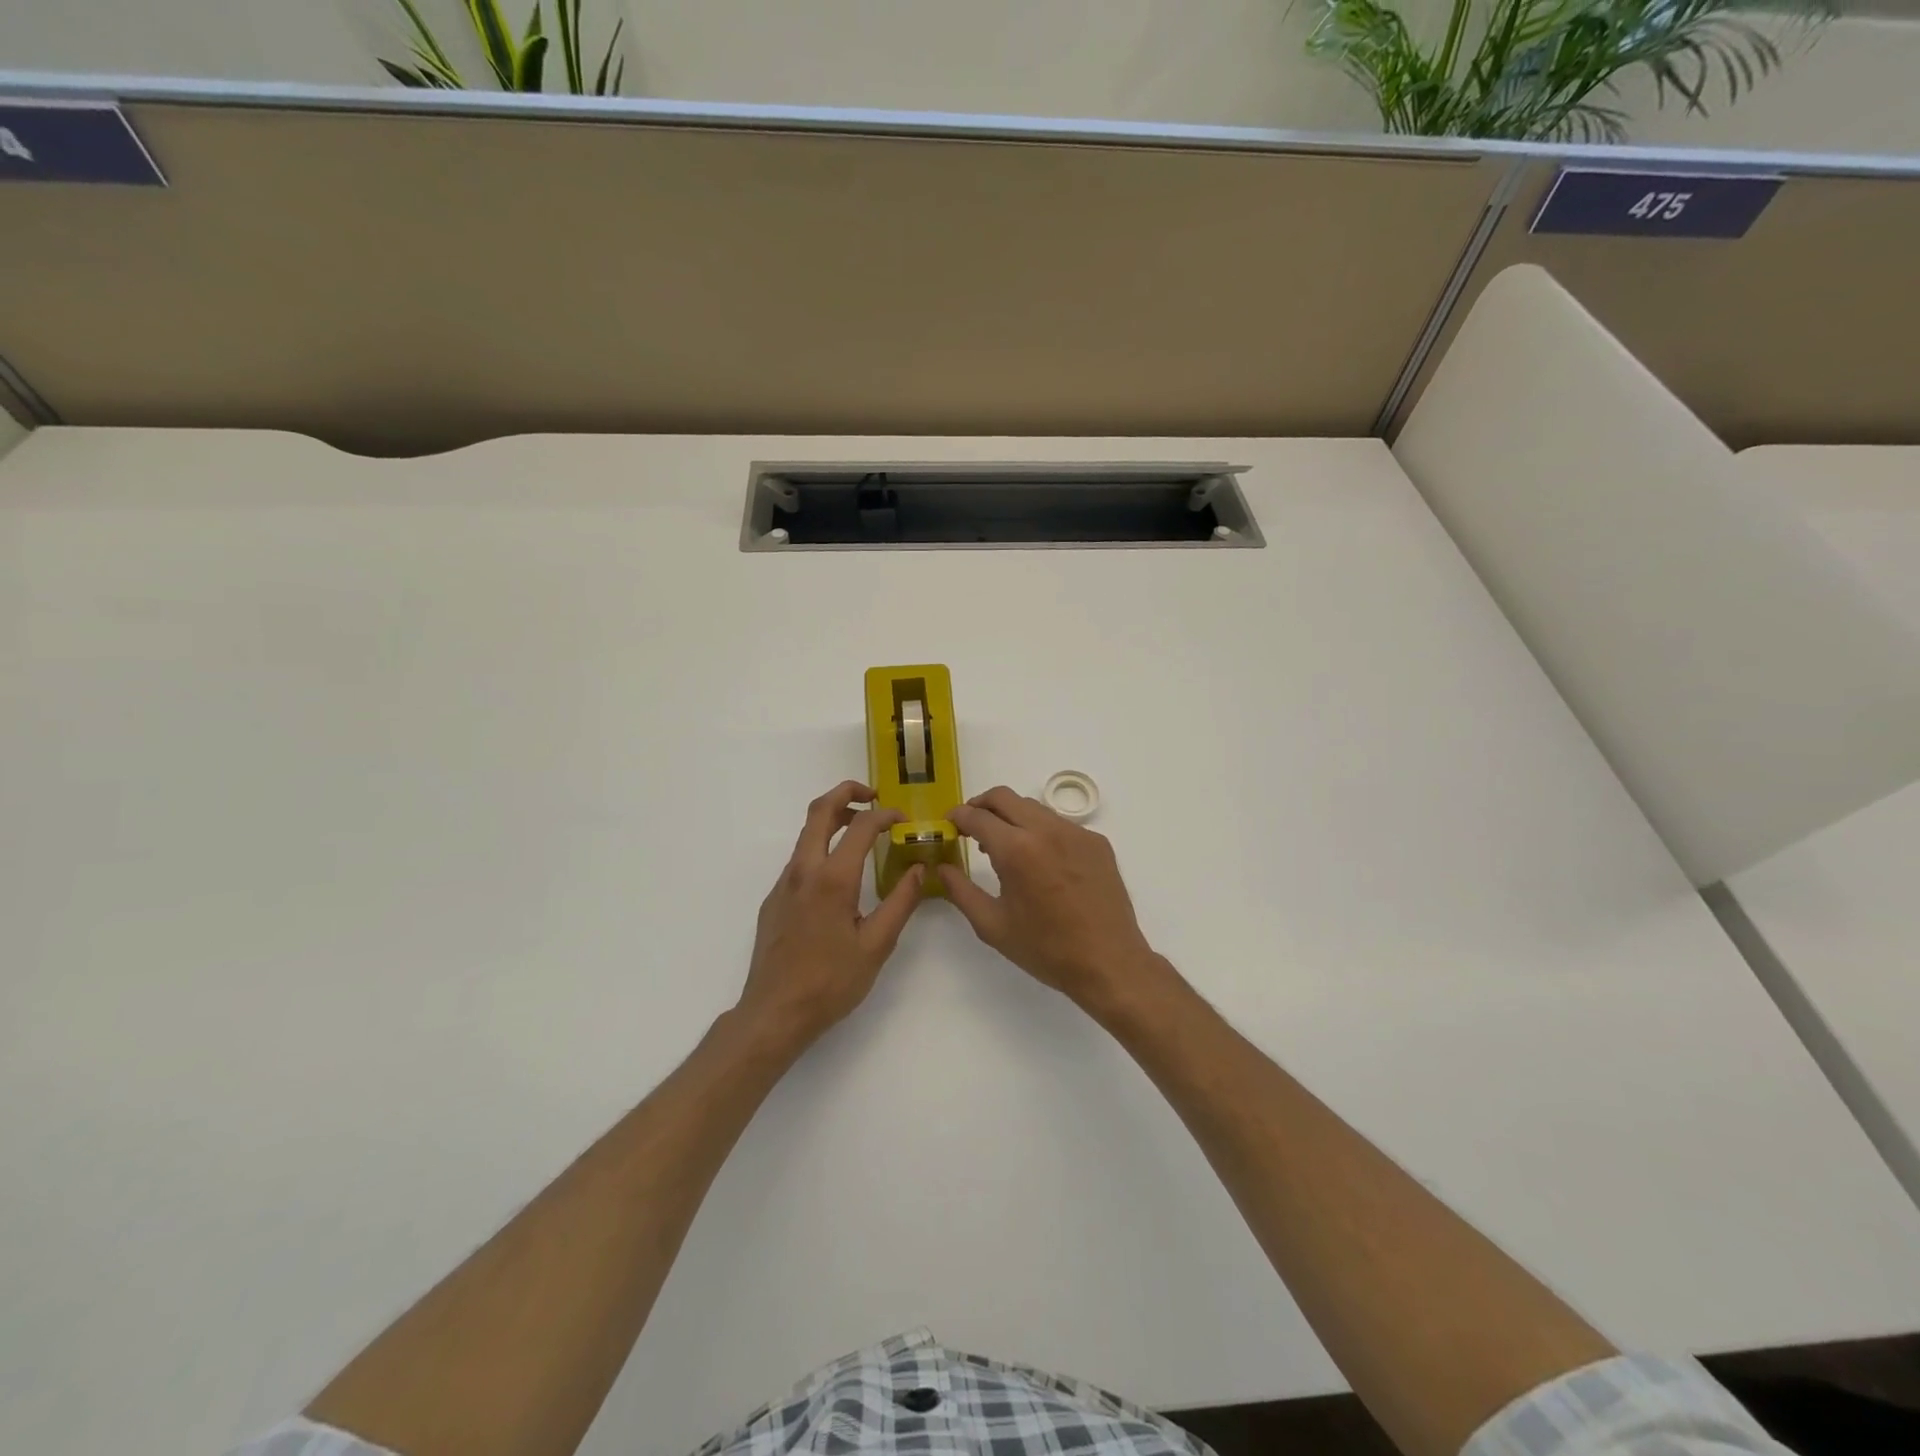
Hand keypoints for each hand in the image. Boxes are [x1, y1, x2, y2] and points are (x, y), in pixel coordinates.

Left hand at [738, 780, 924, 1047]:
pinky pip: (799, 859)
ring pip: (806, 833)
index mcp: (833, 879)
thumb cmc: (830, 982)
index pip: (861, 826)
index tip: (903, 820)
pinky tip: (840, 874)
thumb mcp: (877, 945)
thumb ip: (901, 901)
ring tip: (861, 828)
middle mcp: (803, 871)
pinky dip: (822, 846)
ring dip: (833, 818)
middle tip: (873, 796)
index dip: (885, 815)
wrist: (774, 1013)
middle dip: (847, 792)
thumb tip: (920, 868)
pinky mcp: (774, 899)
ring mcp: (784, 884)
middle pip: (820, 810)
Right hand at [941, 787, 1164, 1012]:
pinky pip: (1059, 824)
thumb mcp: (993, 925)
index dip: (957, 816)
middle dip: (981, 805)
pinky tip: (1040, 861)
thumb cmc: (1046, 949)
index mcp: (1017, 850)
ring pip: (1033, 807)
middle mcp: (1046, 830)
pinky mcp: (1097, 842)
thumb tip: (941, 868)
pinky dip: (1040, 831)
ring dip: (1011, 816)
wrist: (1109, 962)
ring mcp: (1076, 832)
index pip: (978, 816)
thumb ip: (960, 891)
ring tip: (1004, 846)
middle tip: (970, 826)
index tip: (949, 824)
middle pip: (1004, 797)